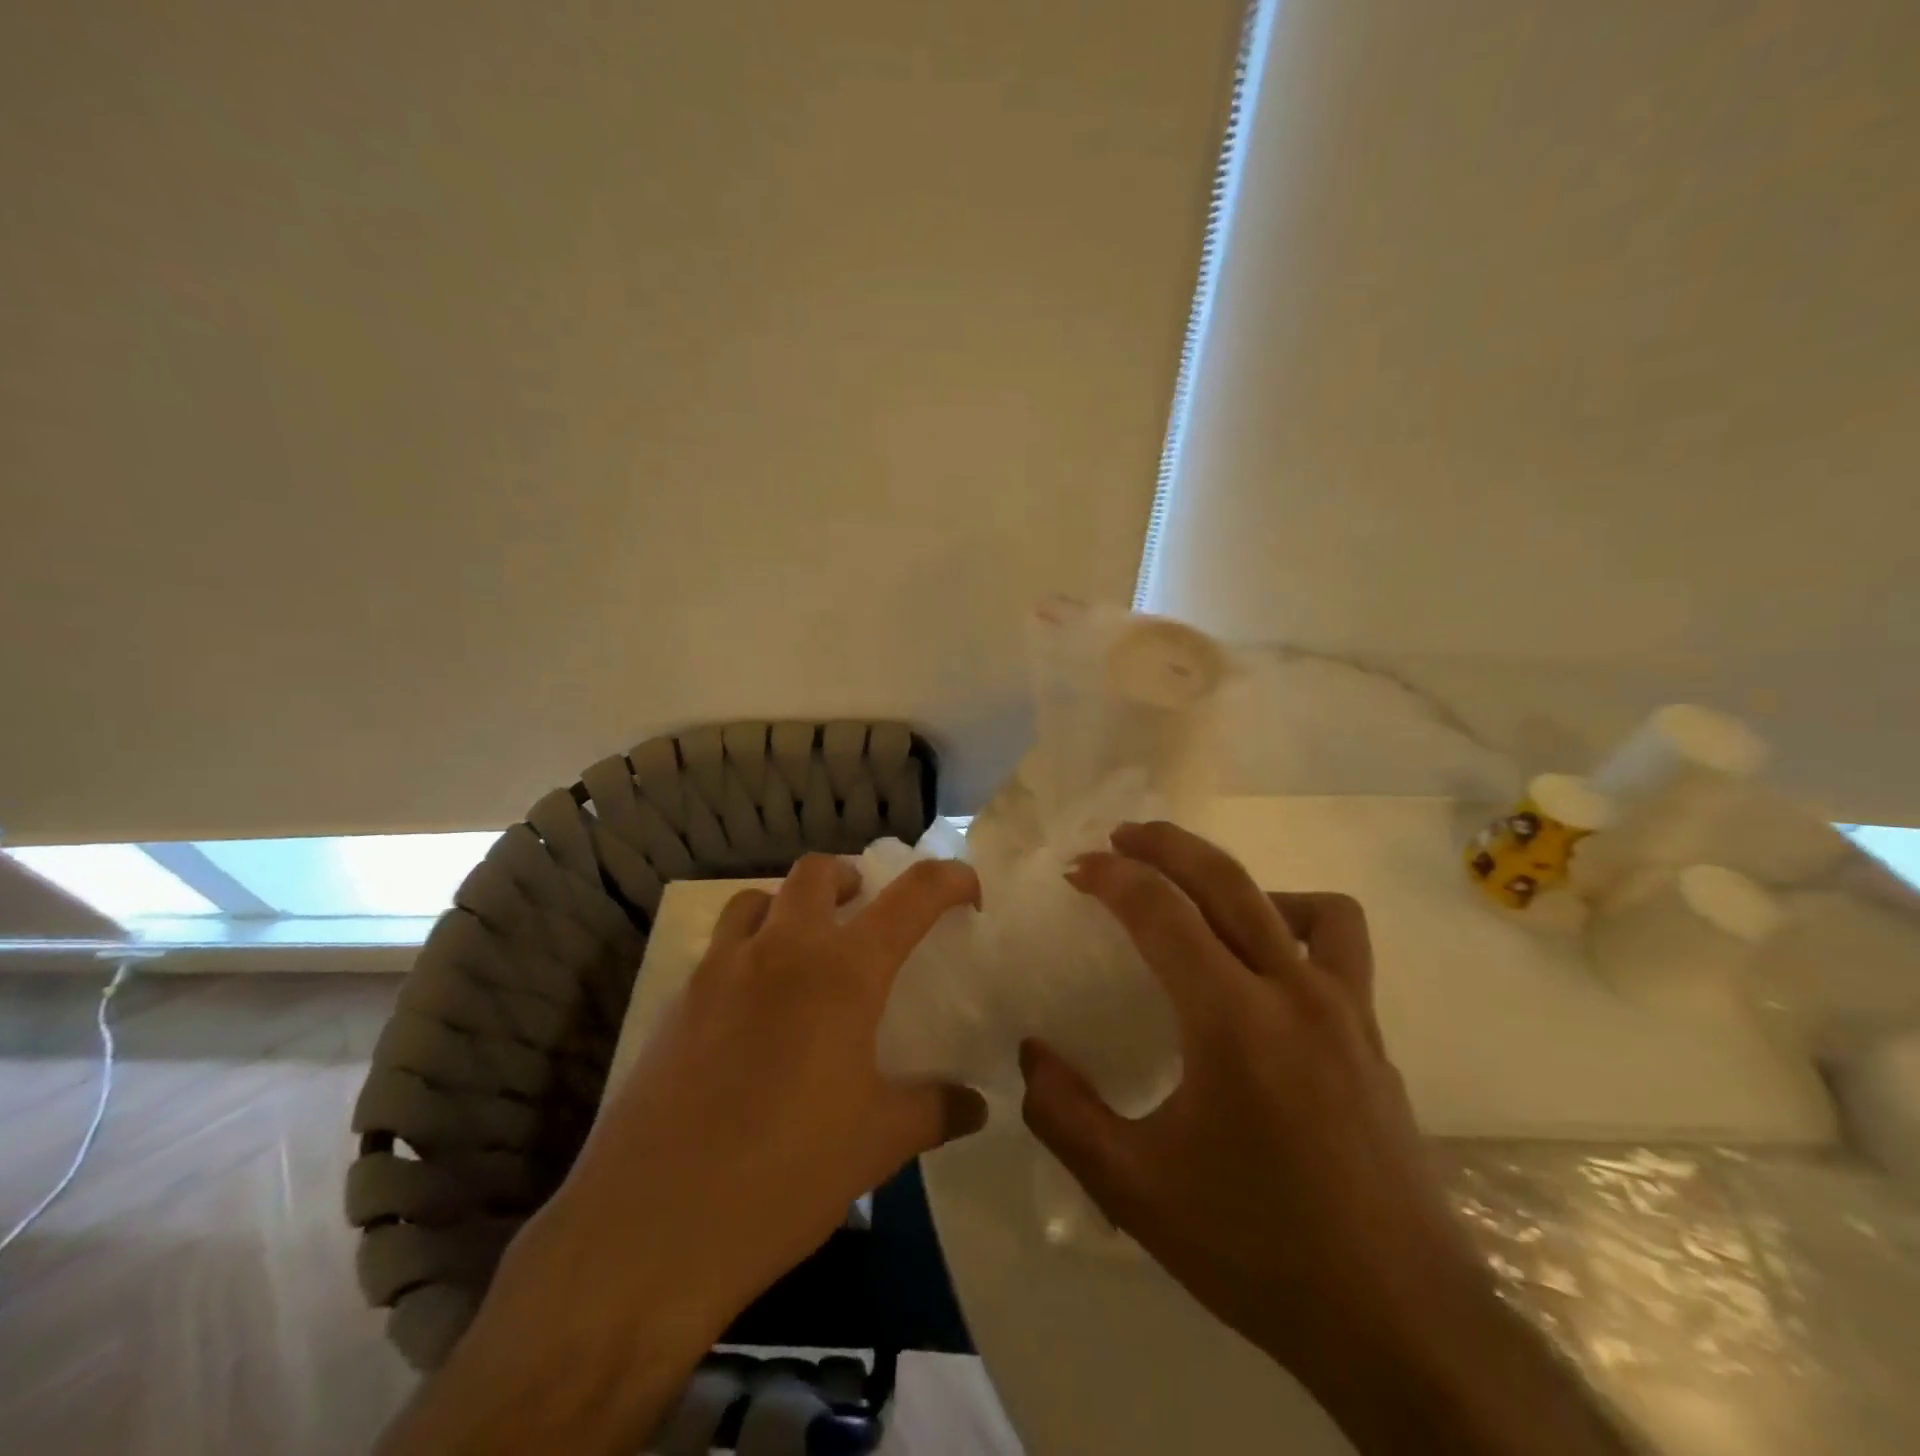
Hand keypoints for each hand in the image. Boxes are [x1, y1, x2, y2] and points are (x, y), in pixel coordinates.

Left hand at [379, 854, 989, 1455]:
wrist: (648, 1233)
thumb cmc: (783, 1178)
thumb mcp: (876, 1145)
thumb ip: (934, 1110)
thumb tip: (977, 1104)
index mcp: (840, 973)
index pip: (910, 898)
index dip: (947, 880)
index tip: (967, 891)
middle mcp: (780, 952)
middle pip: (816, 872)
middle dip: (851, 879)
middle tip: (868, 915)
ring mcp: (719, 972)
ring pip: (758, 900)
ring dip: (790, 907)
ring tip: (807, 952)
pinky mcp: (675, 1004)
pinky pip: (720, 950)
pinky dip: (749, 952)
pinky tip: (755, 1013)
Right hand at [1021, 822, 1627, 1454]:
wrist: (1403, 1327)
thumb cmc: (1259, 1251)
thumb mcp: (1133, 1191)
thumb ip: (1064, 1114)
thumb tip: (1030, 1055)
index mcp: (1232, 1020)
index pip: (1162, 911)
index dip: (1112, 878)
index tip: (1076, 870)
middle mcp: (1295, 993)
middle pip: (1227, 880)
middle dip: (1167, 845)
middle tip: (1122, 838)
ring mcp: (1347, 1011)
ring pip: (1302, 902)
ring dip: (1242, 884)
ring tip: (1201, 903)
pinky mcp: (1374, 1038)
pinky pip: (1340, 947)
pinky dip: (1298, 926)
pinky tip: (1267, 966)